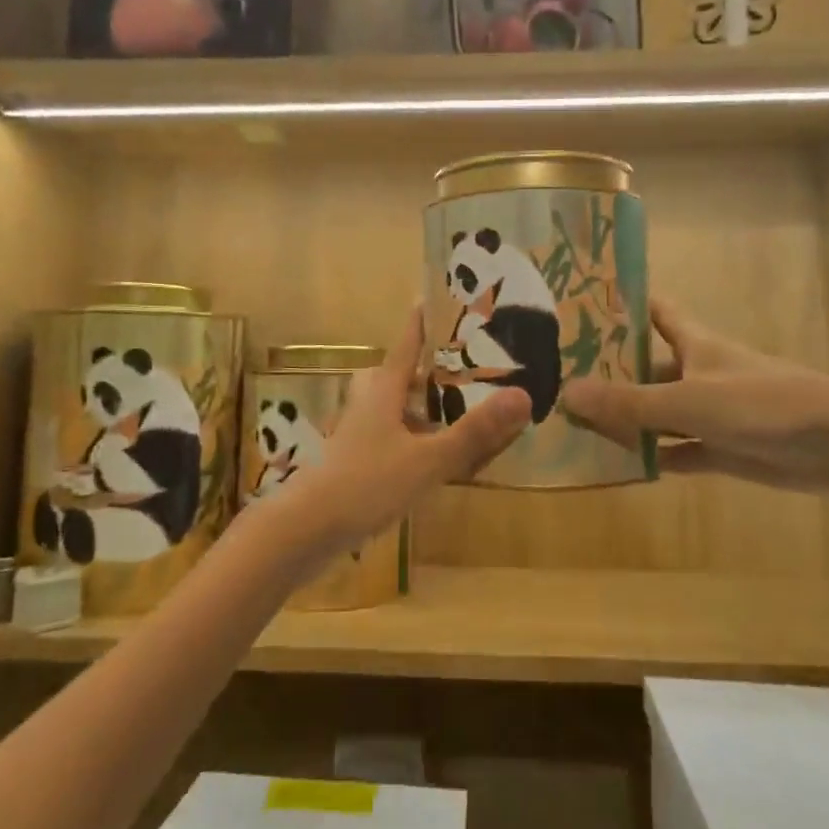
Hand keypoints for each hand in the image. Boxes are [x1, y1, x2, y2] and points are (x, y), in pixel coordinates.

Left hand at [269, 307, 529, 558]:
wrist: (305, 531)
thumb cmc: (365, 485)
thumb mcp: (426, 460)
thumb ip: (473, 432)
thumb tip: (523, 395)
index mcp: (384, 391)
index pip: (406, 345)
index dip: (422, 322)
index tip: (434, 297)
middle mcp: (368, 404)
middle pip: (397, 374)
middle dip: (426, 367)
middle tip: (461, 365)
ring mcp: (358, 434)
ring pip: (392, 407)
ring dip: (420, 404)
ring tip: (455, 409)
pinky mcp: (355, 461)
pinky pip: (390, 436)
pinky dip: (412, 436)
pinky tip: (431, 458)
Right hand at [561, 298, 828, 497]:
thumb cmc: (760, 403)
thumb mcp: (688, 400)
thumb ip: (629, 402)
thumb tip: (566, 394)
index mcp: (693, 344)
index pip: (654, 312)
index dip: (623, 305)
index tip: (583, 304)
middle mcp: (697, 373)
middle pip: (646, 369)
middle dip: (609, 373)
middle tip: (559, 378)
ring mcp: (710, 413)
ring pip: (657, 413)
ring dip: (625, 420)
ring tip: (575, 425)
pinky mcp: (722, 449)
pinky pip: (676, 452)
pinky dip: (651, 457)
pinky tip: (618, 466)